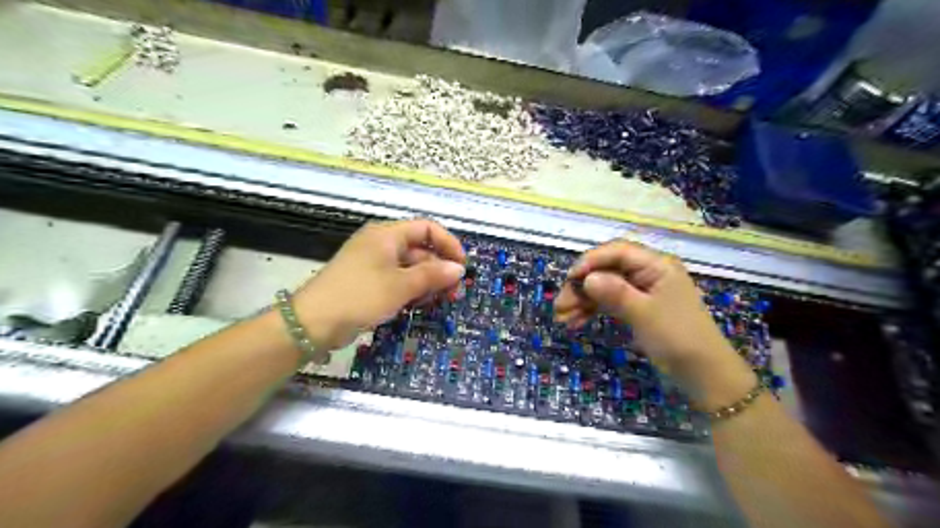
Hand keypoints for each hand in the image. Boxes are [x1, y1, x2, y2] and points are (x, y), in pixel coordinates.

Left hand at [294, 218, 462, 350]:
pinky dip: (412, 289)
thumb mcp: (401, 285)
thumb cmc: (360, 295)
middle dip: (439, 268)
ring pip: (410, 267)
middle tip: (453, 291)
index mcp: (387, 235)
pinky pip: (398, 280)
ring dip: (427, 281)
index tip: (462, 266)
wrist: (313, 322)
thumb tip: (459, 269)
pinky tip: (419, 304)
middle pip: (420, 249)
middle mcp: (381, 244)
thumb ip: (432, 275)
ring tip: (439, 300)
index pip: (427, 228)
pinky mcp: (369, 282)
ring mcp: (374, 263)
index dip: (448, 244)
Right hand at [552, 241, 738, 371]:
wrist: (704, 375)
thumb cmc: (678, 339)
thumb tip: (586, 278)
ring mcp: (642, 291)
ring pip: (604, 287)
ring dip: (582, 300)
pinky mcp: (638, 308)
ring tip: (562, 319)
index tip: (569, 280)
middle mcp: (648, 273)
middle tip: (559, 307)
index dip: (590, 262)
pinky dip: (593, 310)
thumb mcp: (644, 314)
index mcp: (656, 265)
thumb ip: (615, 293)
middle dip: (581, 286)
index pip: (617, 251)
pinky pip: (610, 302)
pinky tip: (576, 322)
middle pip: (606, 270)